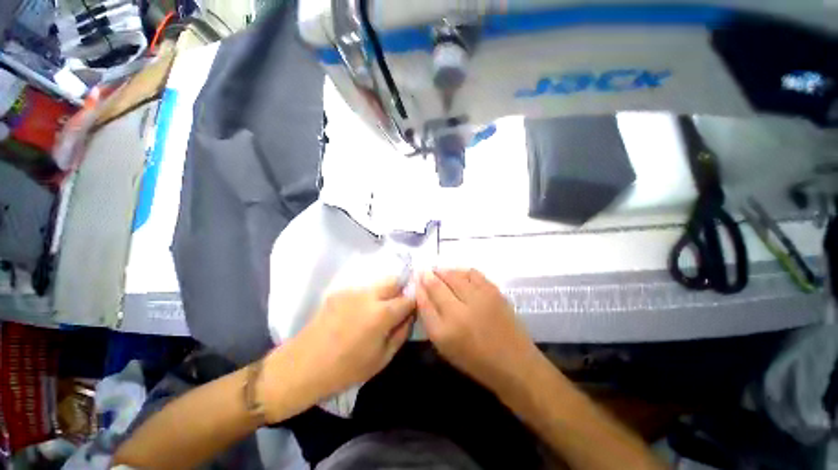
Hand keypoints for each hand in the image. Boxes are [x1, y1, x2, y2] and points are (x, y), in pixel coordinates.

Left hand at [262, 279, 414, 420]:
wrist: (301, 367)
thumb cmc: (345, 370)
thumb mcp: (382, 358)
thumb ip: (401, 333)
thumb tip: (410, 316)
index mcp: (382, 313)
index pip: (409, 298)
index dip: (414, 303)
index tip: (413, 310)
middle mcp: (369, 295)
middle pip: (395, 280)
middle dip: (401, 290)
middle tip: (397, 307)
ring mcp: (352, 290)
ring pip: (378, 283)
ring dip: (384, 293)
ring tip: (377, 312)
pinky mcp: (339, 292)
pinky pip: (362, 289)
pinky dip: (368, 297)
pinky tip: (358, 314)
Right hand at [416, 269, 540, 391]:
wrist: (514, 364)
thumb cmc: (475, 360)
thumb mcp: (445, 347)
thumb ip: (431, 319)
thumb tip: (422, 293)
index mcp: (445, 332)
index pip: (424, 301)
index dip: (419, 286)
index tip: (416, 279)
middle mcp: (460, 312)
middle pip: (438, 284)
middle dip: (429, 275)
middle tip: (426, 272)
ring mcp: (479, 300)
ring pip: (454, 275)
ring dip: (444, 271)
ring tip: (440, 273)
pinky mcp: (494, 292)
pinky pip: (473, 273)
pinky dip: (462, 271)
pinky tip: (460, 275)